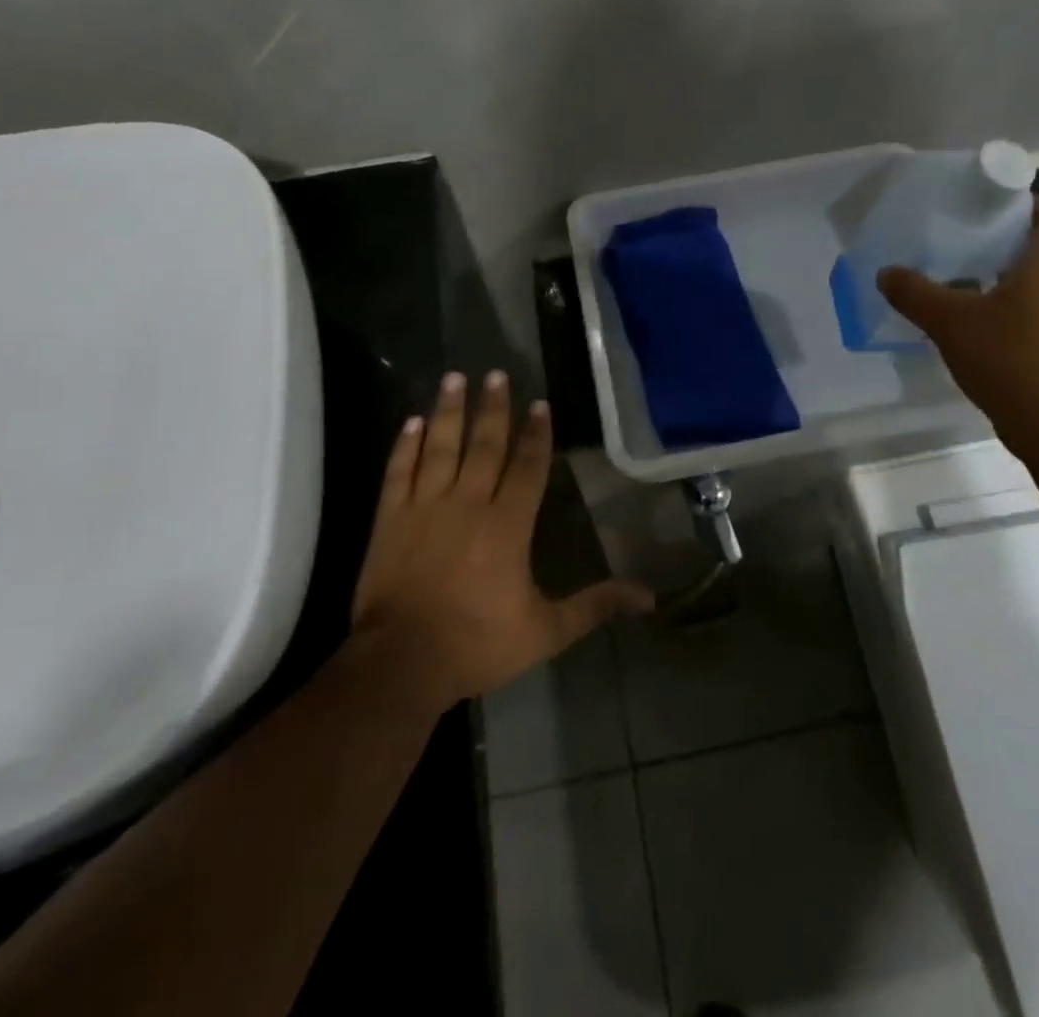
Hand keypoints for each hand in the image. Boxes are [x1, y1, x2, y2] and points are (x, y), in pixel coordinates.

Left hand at [350, 370, 653, 709]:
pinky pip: (398, 471)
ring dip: (449, 410)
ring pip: (440, 447)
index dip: (536, 434)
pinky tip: (412, 421)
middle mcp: (467, 503)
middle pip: (484, 445)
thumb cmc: (477, 644)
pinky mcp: (389, 519)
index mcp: (507, 525)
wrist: (400, 664)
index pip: (527, 467)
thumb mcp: (546, 631)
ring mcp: (424, 507)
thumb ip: (595, 606)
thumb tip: (649, 597)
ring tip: (455, 377)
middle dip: (493, 408)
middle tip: (497, 373)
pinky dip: (405, 445)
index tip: (539, 404)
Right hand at [878, 197, 1038, 457]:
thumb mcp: (949, 321)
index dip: (1030, 204)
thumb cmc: (1006, 358)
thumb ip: (915, 293)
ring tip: (963, 276)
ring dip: (1006, 276)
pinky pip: (1034, 312)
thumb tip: (886, 272)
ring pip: (1038, 284)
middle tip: (967, 236)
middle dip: (1008, 240)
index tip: (994, 201)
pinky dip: (1008, 307)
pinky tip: (974, 320)